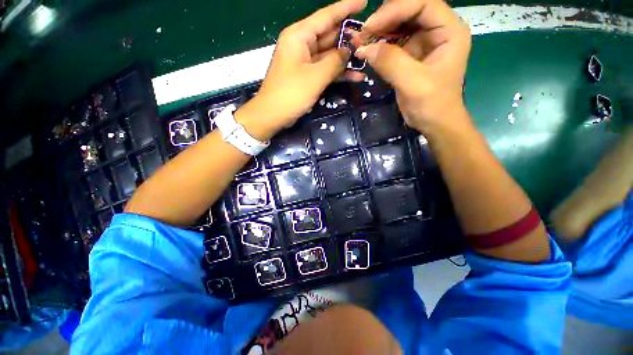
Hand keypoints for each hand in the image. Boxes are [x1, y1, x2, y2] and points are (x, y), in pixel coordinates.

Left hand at [237, 0, 366, 140]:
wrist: (272, 115)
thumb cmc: (291, 94)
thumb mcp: (315, 77)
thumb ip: (335, 62)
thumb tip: (349, 51)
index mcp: (299, 35)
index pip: (326, 16)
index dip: (346, 8)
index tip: (364, 2)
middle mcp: (302, 44)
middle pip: (329, 35)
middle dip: (349, 37)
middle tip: (369, 39)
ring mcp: (304, 61)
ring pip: (329, 54)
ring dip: (346, 58)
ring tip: (366, 58)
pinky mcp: (307, 76)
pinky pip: (325, 69)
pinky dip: (338, 73)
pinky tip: (355, 76)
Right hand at [355, 0, 470, 134]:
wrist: (435, 122)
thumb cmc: (432, 104)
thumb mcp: (413, 83)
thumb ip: (391, 63)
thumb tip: (364, 48)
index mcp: (449, 30)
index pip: (422, 4)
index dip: (395, 10)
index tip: (370, 26)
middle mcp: (438, 30)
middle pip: (409, 10)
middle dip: (384, 19)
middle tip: (362, 34)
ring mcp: (424, 41)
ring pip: (399, 24)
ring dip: (379, 31)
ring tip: (360, 42)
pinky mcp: (411, 54)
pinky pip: (393, 42)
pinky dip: (379, 45)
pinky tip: (367, 50)